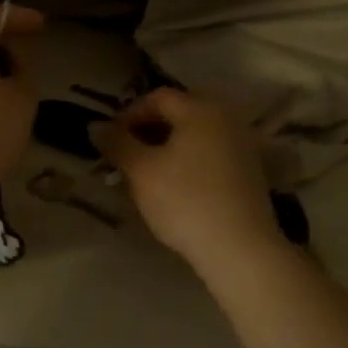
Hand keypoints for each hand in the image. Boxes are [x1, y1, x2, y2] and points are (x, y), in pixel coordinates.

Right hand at [93, 88, 282, 271]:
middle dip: (148, 131)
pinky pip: (211, 154)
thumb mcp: (141, 171)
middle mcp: (226, 118)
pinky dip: (188, 161)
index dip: (129, 114)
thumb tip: (96, 126)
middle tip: (126, 155)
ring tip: (146, 173)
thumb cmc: (185, 201)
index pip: (157, 98)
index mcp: (200, 109)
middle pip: (179, 113)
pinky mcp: (250, 171)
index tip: (111, 139)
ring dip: (167, 147)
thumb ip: (116, 143)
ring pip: (195, 135)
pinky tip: (175, 187)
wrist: (240, 249)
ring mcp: (242, 145)